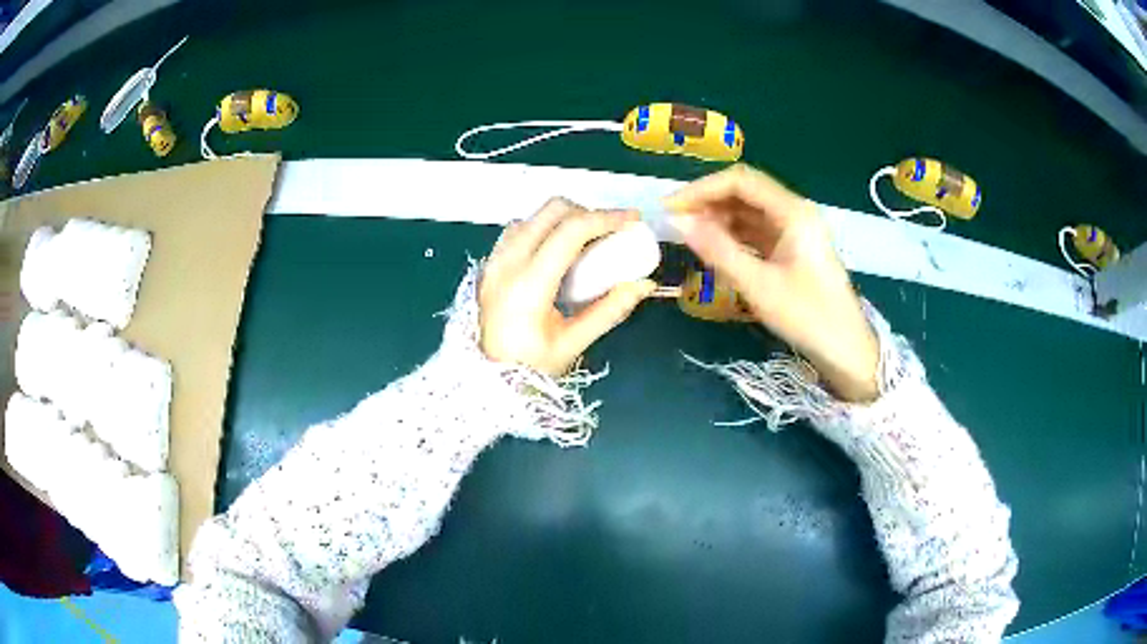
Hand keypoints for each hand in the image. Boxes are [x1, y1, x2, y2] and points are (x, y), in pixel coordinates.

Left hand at [480, 198, 656, 376]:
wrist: (484, 380)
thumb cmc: (529, 368)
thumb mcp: (573, 344)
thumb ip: (610, 310)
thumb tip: (644, 284)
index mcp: (529, 284)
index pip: (571, 230)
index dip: (606, 218)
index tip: (632, 219)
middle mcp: (508, 262)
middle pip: (552, 210)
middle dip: (588, 213)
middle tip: (611, 232)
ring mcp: (495, 260)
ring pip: (534, 216)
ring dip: (565, 219)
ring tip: (587, 242)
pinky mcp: (490, 263)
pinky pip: (520, 229)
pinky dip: (544, 228)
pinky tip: (558, 251)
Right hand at [664, 165, 879, 402]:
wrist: (846, 349)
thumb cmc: (807, 316)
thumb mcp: (758, 285)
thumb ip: (717, 250)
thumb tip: (678, 222)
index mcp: (793, 212)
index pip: (740, 181)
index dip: (701, 188)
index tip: (670, 208)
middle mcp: (795, 211)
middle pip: (745, 191)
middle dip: (708, 201)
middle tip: (675, 221)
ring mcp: (795, 229)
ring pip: (750, 210)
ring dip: (719, 218)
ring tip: (689, 235)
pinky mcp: (793, 247)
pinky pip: (757, 230)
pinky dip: (733, 234)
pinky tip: (714, 247)